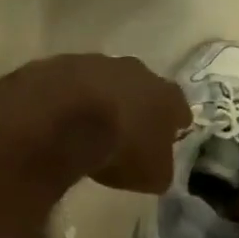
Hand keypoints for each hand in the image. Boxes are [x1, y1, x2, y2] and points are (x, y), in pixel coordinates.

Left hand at [29, 54, 188, 194]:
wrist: (63, 117)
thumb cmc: (120, 148)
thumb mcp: (151, 175)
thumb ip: (160, 168)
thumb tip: (158, 168)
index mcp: (165, 96)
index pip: (178, 107)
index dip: (176, 120)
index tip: (174, 130)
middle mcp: (136, 71)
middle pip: (142, 87)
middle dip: (138, 105)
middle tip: (130, 126)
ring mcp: (96, 63)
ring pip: (105, 80)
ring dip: (101, 98)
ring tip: (90, 122)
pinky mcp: (61, 64)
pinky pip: (70, 84)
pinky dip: (68, 97)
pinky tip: (59, 116)